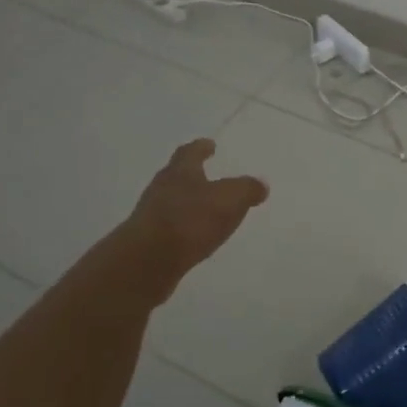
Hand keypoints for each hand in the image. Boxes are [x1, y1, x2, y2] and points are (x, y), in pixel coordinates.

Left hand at [114, 139, 269, 302]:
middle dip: (194, 176)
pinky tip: (196, 238)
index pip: (190, 152)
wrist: (147, 261)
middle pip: (178, 176)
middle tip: (210, 176)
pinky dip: (185, 229)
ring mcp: (151, 216)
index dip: (201, 148)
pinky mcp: (149, 242)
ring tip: (208, 210)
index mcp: (180, 171)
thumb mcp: (230, 198)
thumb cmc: (190, 220)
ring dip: (189, 204)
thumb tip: (260, 185)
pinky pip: (172, 229)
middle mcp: (162, 188)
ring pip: (173, 203)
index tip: (209, 144)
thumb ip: (247, 189)